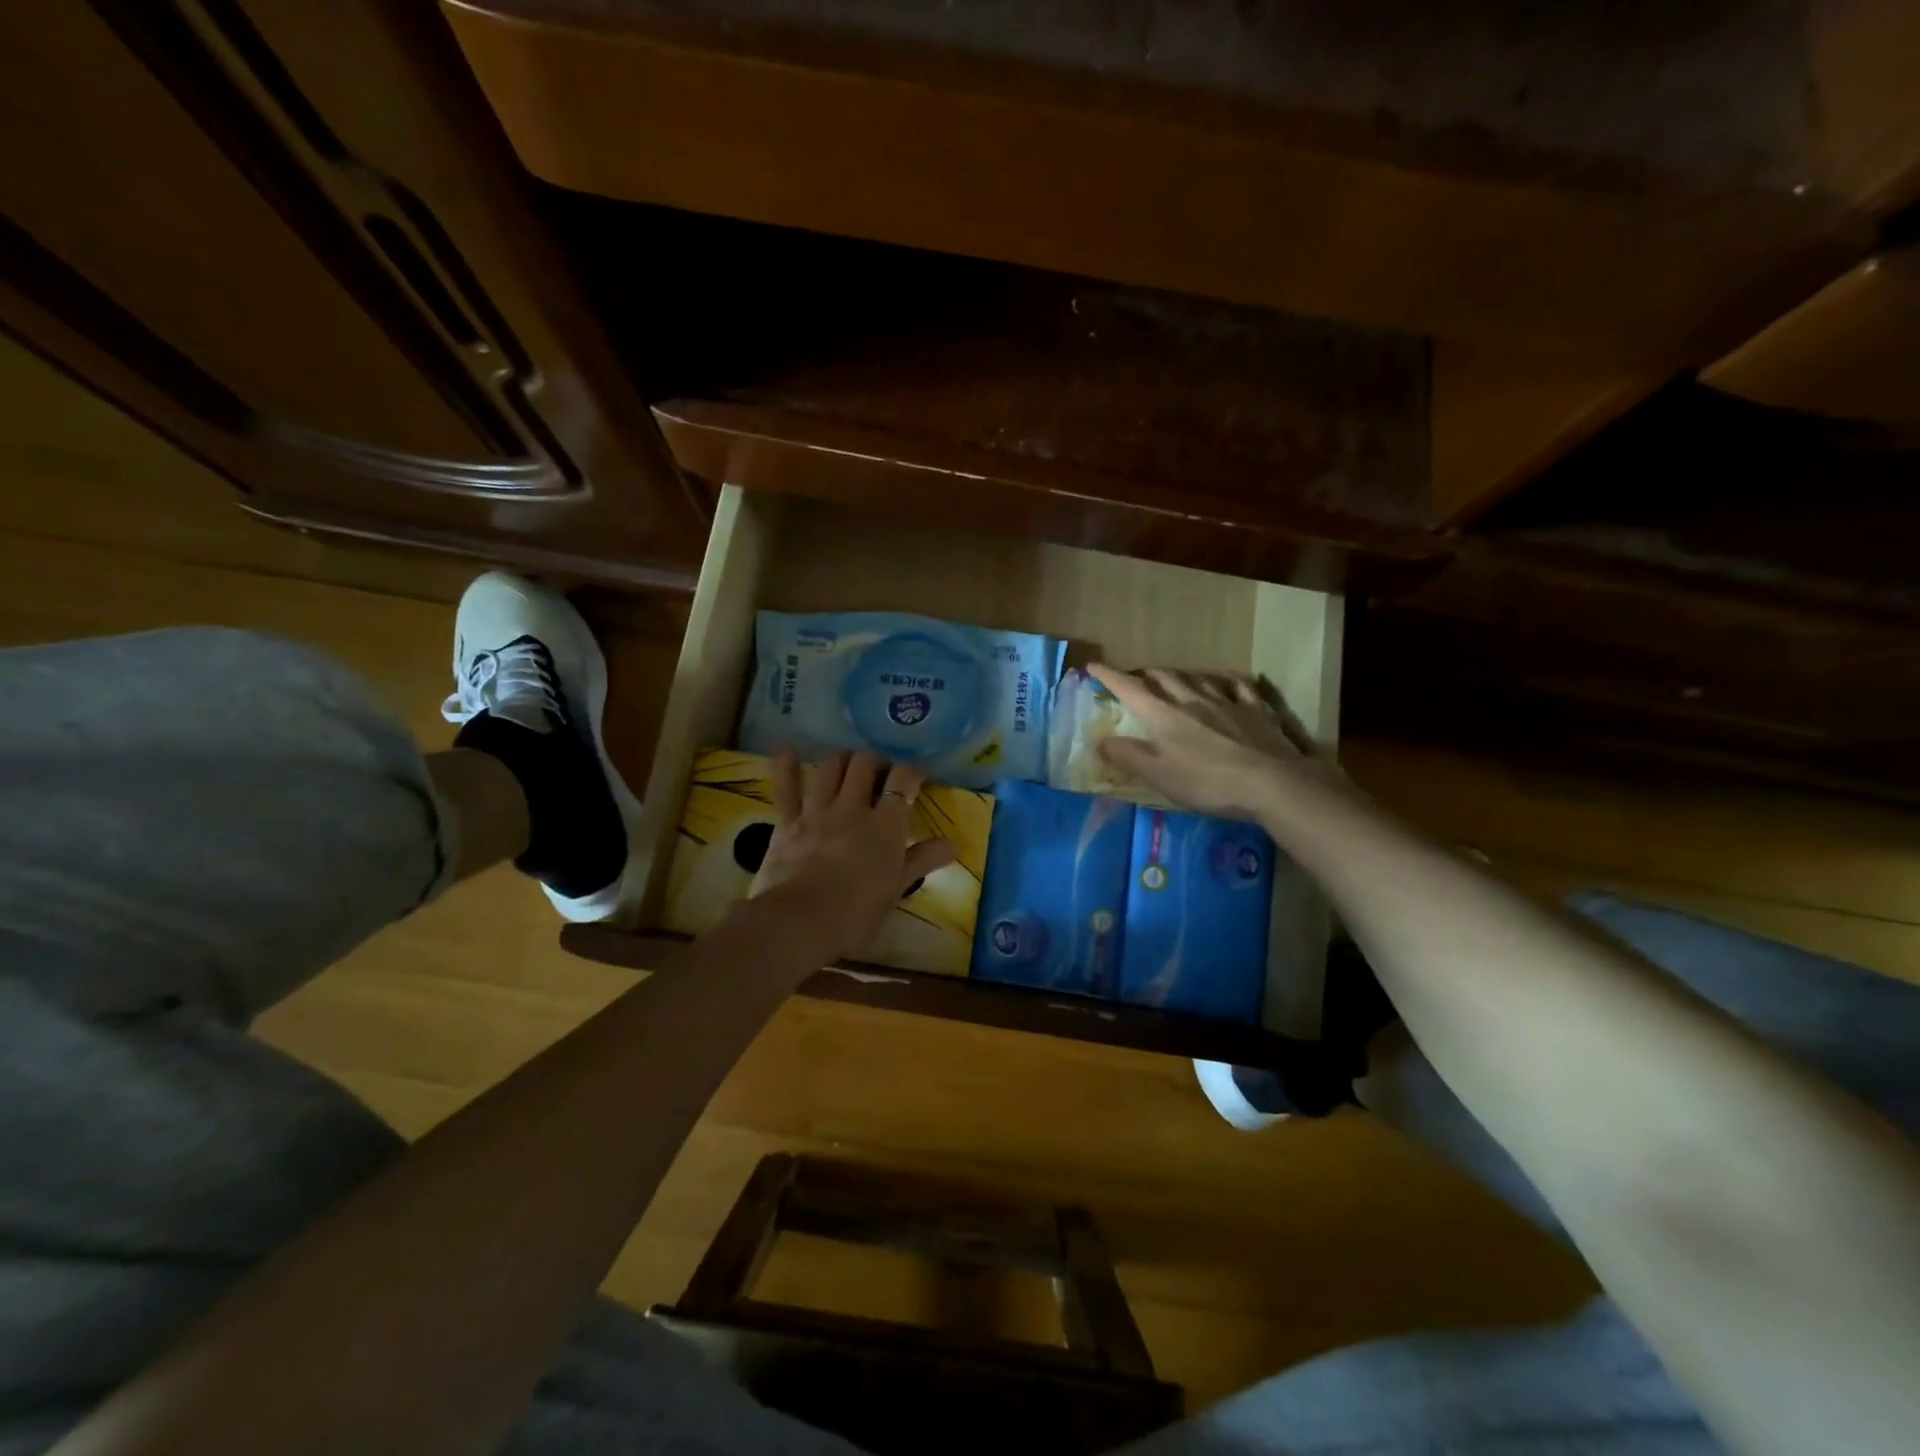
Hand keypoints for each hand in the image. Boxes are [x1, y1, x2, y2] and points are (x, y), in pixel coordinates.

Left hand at [750, 749, 957, 959]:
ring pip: (831, 767)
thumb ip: (922, 861)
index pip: (903, 781)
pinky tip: (788, 750)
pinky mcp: (787, 822)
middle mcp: (853, 807)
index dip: (911, 772)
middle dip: (876, 760)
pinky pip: (786, 787)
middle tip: (881, 772)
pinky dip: (786, 766)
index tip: (915, 777)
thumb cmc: (856, 913)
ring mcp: (818, 811)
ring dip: (842, 759)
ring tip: (849, 765)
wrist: (800, 922)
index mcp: (886, 825)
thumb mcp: (896, 889)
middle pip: (866, 764)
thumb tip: (953, 845)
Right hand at [1089, 663, 1347, 821]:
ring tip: (1175, 678)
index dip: (1109, 677)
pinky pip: (1239, 686)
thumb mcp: (1158, 776)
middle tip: (1137, 677)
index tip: (1093, 666)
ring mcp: (1227, 702)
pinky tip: (1227, 681)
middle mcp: (1192, 701)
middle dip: (1146, 674)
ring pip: (1198, 679)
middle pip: (1164, 678)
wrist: (1271, 783)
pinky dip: (1227, 681)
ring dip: (1181, 676)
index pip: (1130, 689)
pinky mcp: (1256, 711)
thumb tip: (1101, 740)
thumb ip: (1128, 756)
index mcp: (1164, 717)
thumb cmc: (1207, 783)